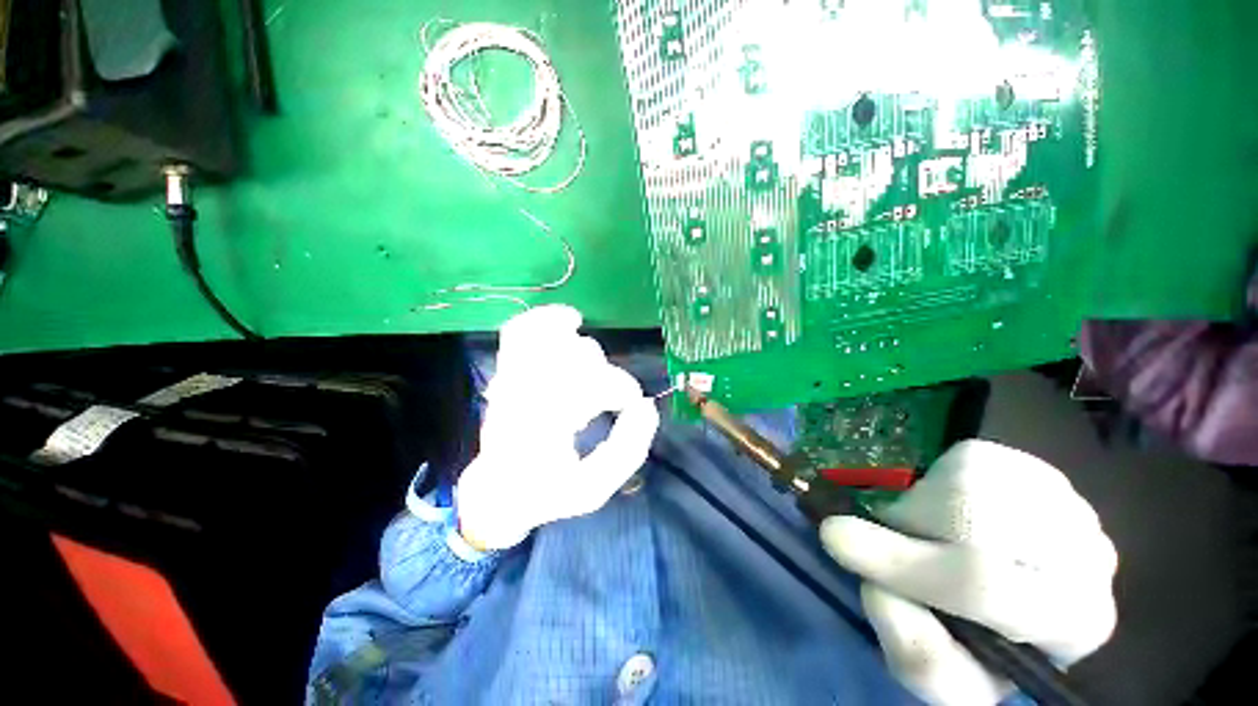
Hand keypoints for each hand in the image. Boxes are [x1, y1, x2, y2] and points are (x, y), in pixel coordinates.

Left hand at [455, 305, 659, 549]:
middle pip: (572, 358)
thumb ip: (628, 449)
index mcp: (547, 430)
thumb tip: (647, 406)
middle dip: (604, 373)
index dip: (622, 390)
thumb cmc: (547, 494)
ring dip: (579, 346)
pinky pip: (519, 330)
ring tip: (593, 363)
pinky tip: (570, 319)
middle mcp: (525, 398)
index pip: (592, 387)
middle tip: (609, 396)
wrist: (496, 493)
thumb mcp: (596, 487)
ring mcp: (511, 381)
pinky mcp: (505, 372)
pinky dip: (546, 317)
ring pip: (547, 338)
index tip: (633, 405)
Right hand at [820, 440, 1116, 705]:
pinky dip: (945, 483)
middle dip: (917, 528)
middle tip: (898, 538)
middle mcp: (1093, 560)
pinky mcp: (1045, 472)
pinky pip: (972, 462)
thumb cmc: (977, 646)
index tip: (837, 539)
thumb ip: (904, 639)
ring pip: (969, 484)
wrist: (1016, 604)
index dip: (903, 563)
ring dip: (930, 508)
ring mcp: (1072, 505)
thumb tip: (846, 545)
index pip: (983, 584)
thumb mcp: (937, 671)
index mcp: (1073, 624)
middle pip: (974, 521)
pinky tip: (960, 512)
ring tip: (937, 535)